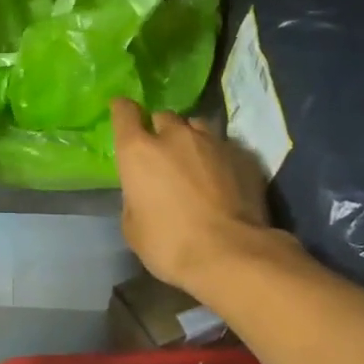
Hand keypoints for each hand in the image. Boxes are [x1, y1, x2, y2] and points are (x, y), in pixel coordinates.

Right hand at [110, 99, 270, 293]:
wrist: (230, 253)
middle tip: (161, 154)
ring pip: (195, 127)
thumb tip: (143, 192)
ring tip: (192, 161)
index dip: (122, 110)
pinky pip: (222, 146)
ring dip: (189, 139)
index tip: (121, 111)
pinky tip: (219, 179)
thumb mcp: (133, 227)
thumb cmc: (169, 244)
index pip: (125, 113)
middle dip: (159, 131)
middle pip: (162, 117)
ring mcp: (212, 142)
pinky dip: (215, 157)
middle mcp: (174, 136)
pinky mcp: (242, 155)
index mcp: (139, 151)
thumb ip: (134, 198)